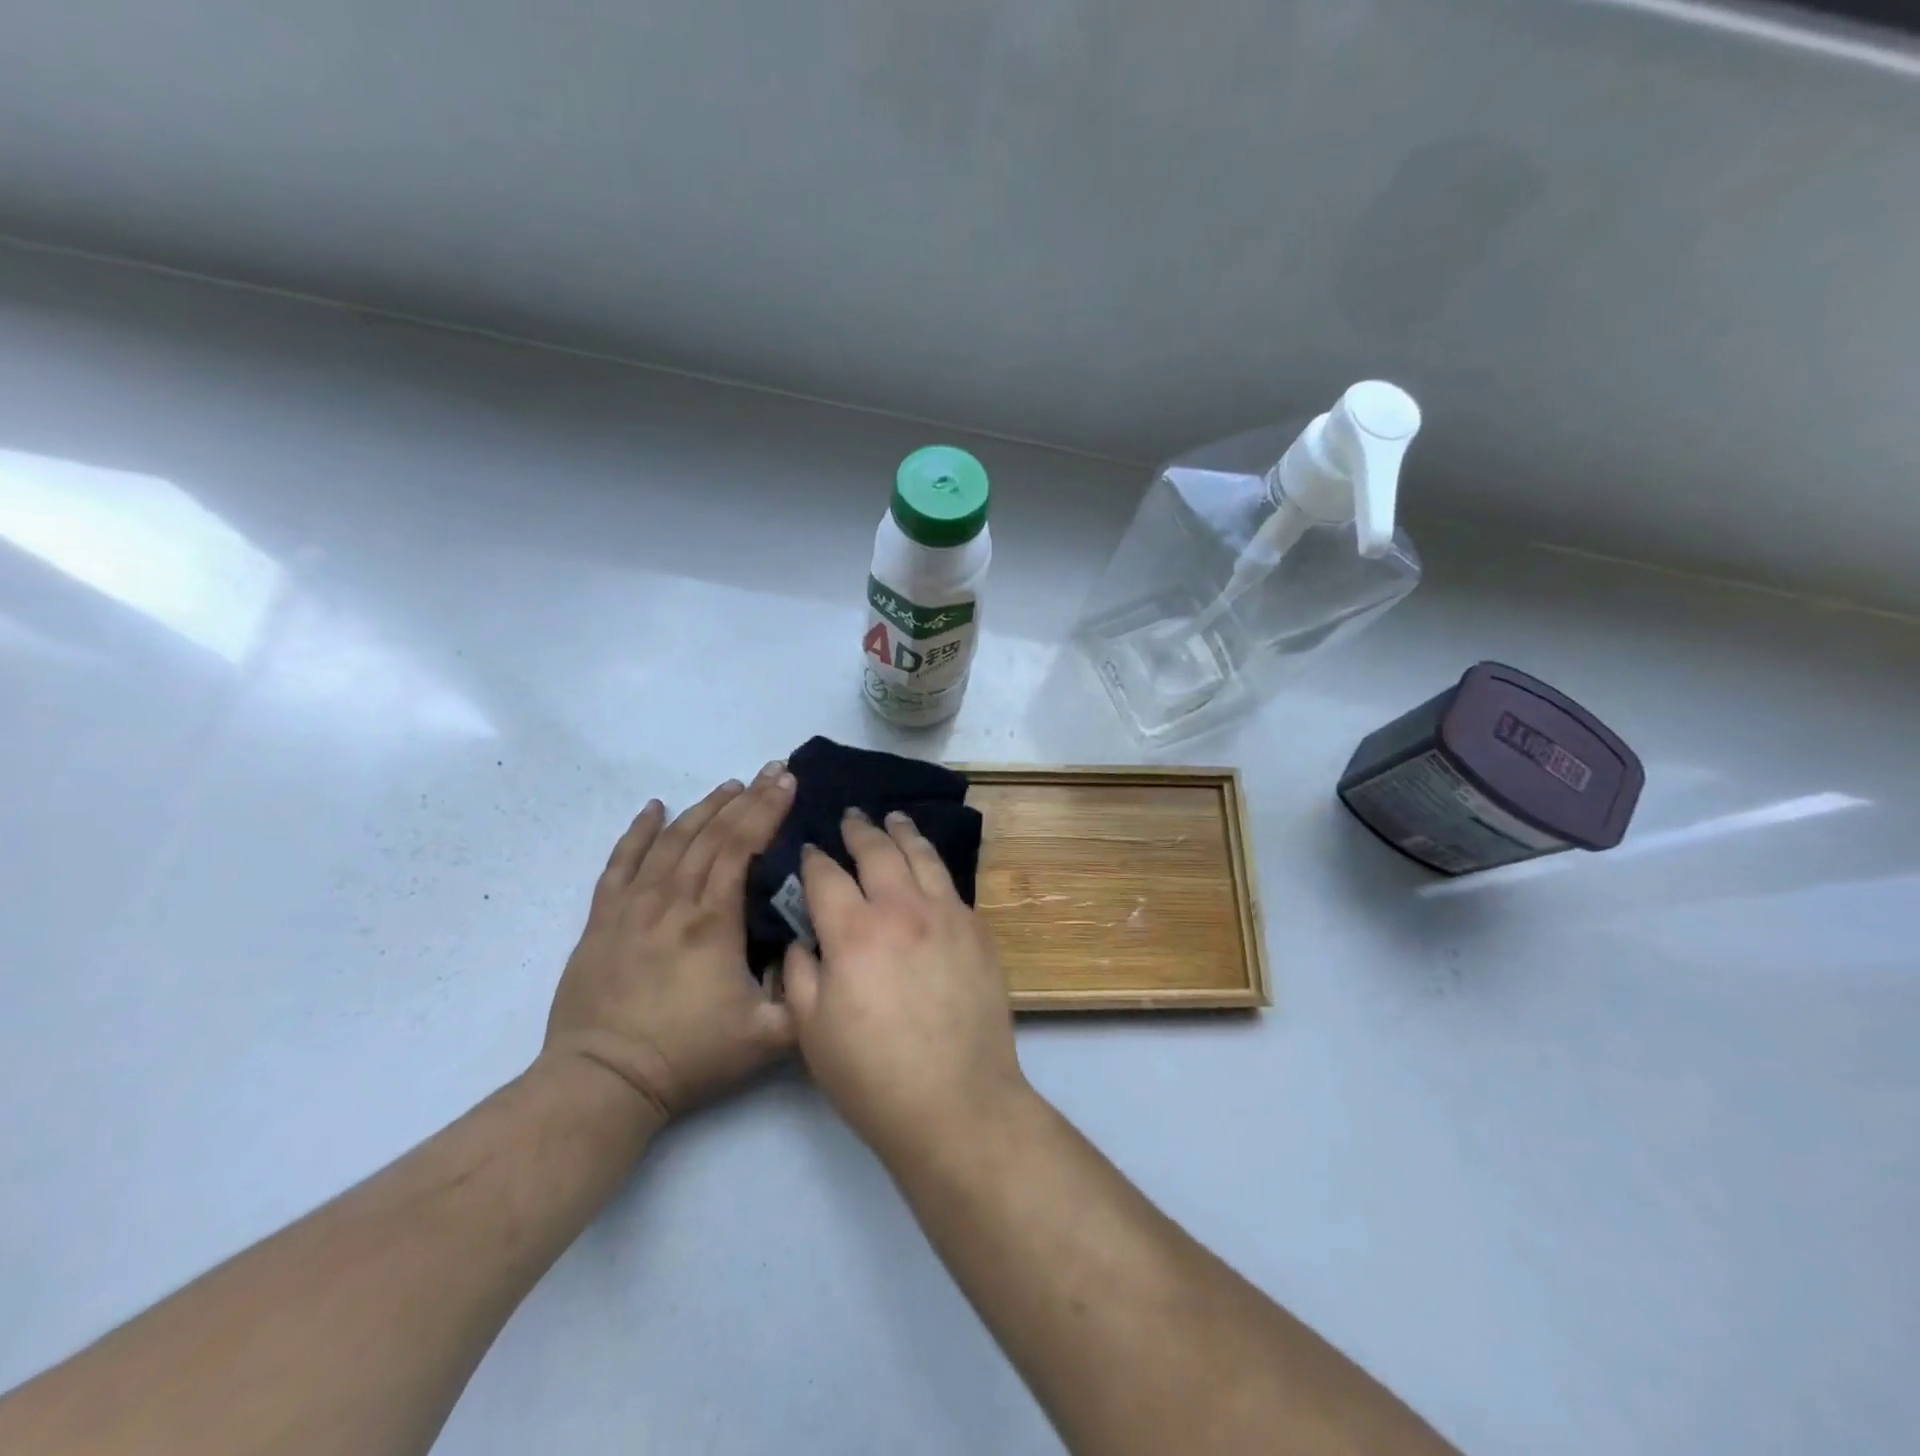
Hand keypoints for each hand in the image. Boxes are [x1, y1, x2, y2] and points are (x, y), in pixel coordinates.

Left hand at [544, 762, 797, 1121]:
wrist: (602, 1081)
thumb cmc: (688, 1056)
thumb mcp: (768, 1036)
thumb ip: (803, 992)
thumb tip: (814, 951)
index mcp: (712, 920)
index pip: (742, 847)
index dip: (767, 810)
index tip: (789, 782)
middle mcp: (672, 899)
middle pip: (712, 834)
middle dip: (747, 798)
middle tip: (772, 771)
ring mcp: (633, 906)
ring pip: (672, 840)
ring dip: (703, 808)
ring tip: (729, 786)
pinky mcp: (603, 919)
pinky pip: (621, 862)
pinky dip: (638, 831)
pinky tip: (654, 808)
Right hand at [782, 809, 1027, 1164]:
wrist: (958, 1103)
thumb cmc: (872, 1076)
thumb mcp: (811, 1030)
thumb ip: (800, 971)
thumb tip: (805, 936)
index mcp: (855, 932)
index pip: (827, 876)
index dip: (814, 859)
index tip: (809, 850)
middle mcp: (904, 909)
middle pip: (879, 851)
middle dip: (860, 830)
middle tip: (852, 817)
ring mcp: (948, 915)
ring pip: (923, 857)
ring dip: (903, 833)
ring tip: (894, 819)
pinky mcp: (979, 931)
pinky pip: (952, 884)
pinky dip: (933, 866)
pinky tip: (928, 866)